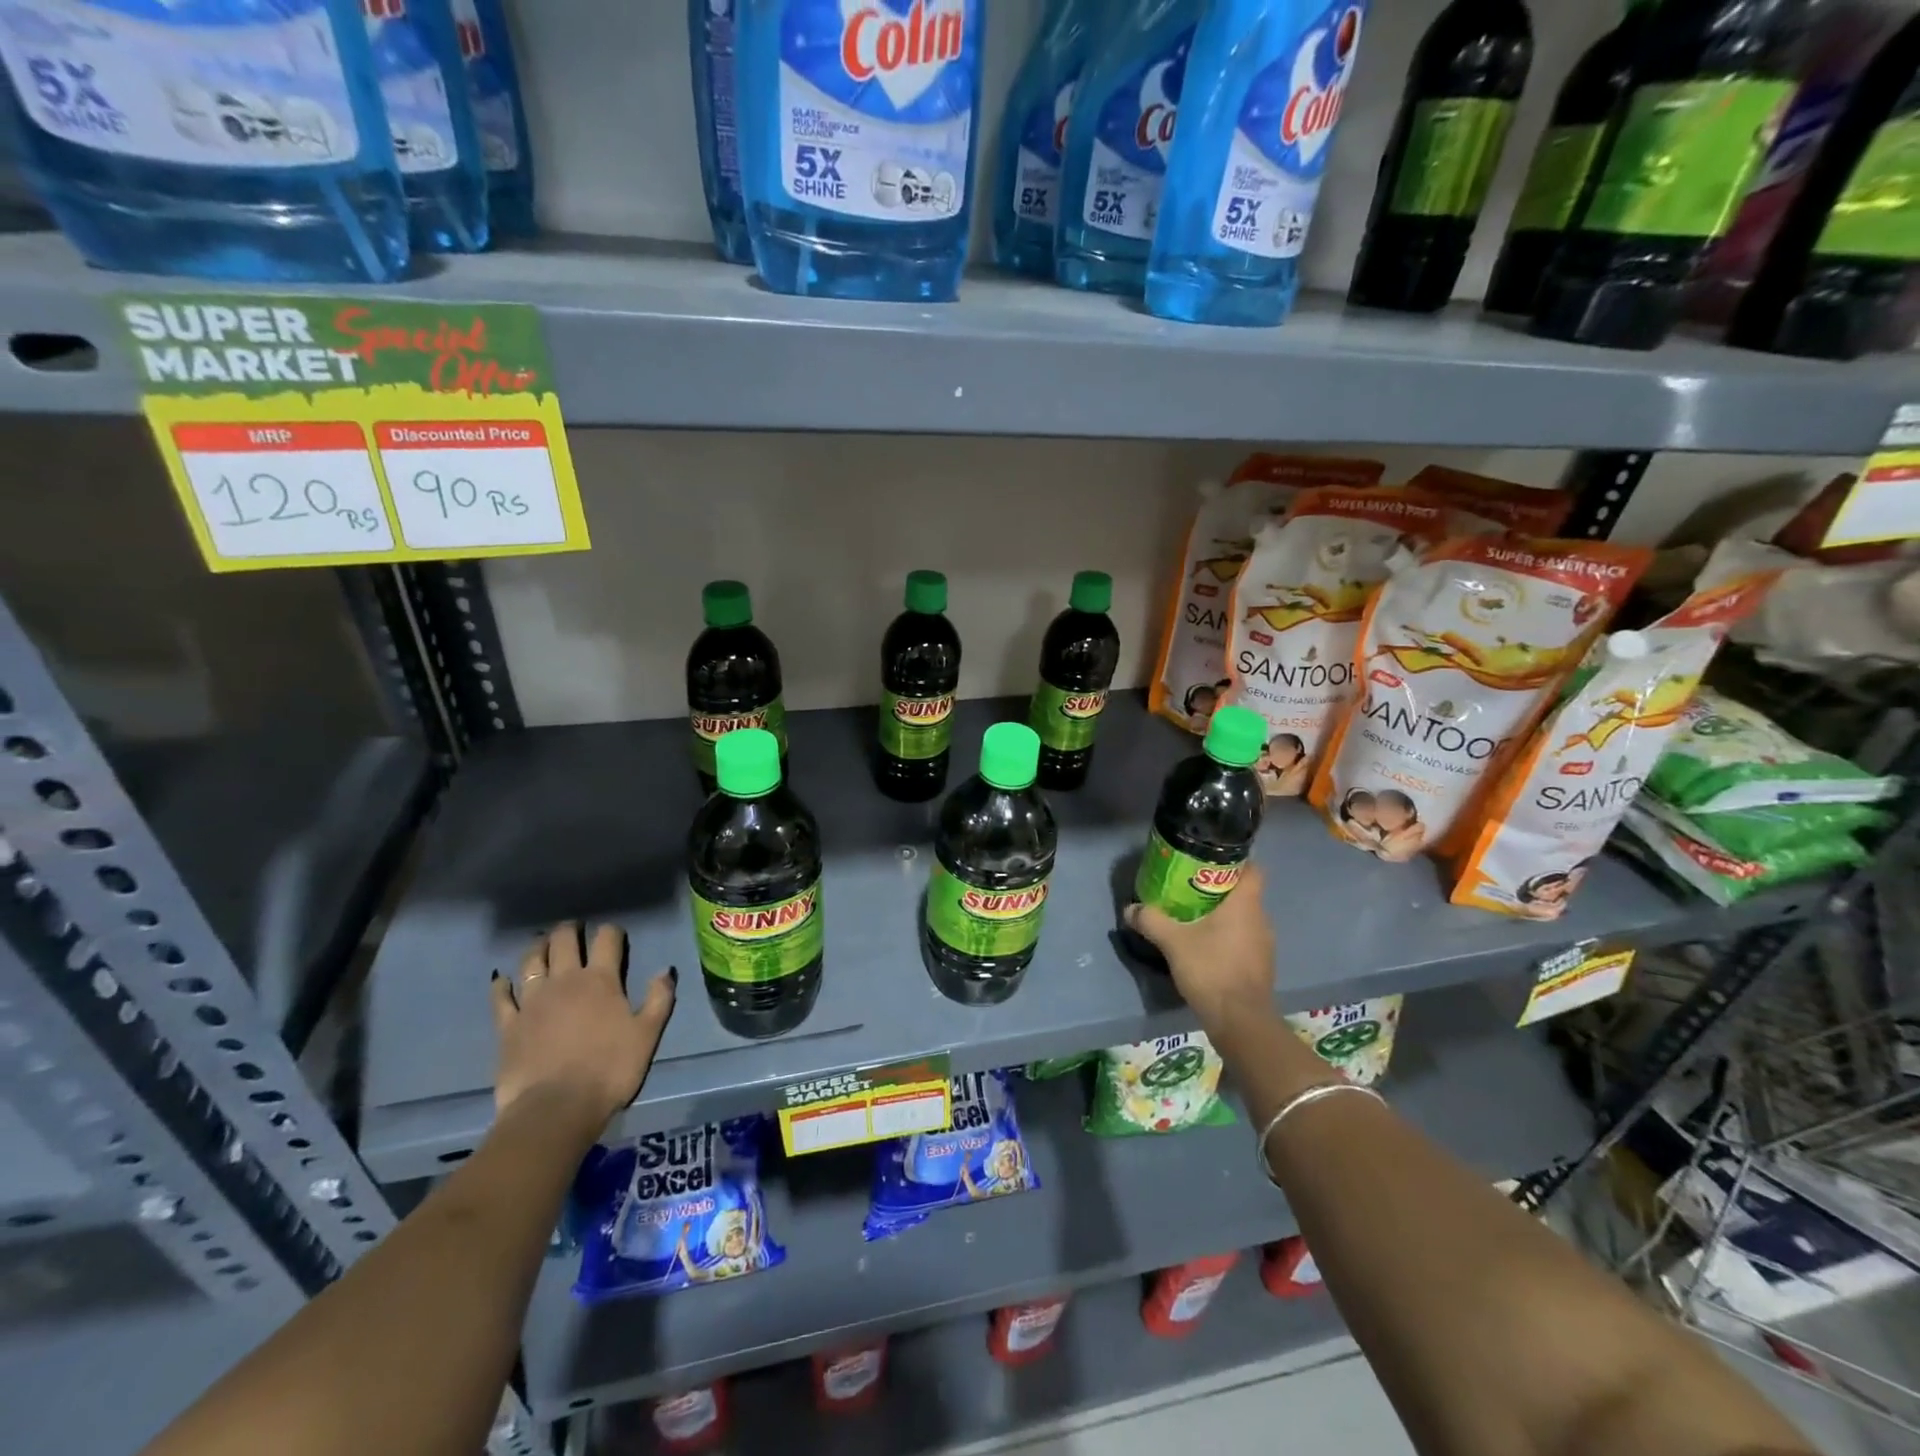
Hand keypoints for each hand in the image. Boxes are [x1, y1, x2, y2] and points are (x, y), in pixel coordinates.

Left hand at [490, 923, 674, 1128]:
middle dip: (570, 930)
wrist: (556, 1108)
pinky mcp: (508, 1025)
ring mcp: (532, 1001)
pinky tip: (501, 979)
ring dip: (537, 948)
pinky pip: (501, 997)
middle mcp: (565, 981)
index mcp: (601, 980)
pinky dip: (501, 985)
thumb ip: (659, 999)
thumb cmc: (610, 1070)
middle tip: (574, 929)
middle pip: (564, 941)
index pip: (607, 939)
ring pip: (531, 961)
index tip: (614, 933)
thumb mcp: (648, 1035)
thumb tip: (665, 970)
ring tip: (542, 944)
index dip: (612, 931)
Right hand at [1126, 863, 1275, 1028]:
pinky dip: (1227, 936)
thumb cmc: (1210, 970)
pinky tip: (1205, 945)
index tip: (1209, 861)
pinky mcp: (1260, 965)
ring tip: (1193, 915)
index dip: (1234, 861)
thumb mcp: (1172, 942)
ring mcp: (1264, 944)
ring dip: (1222, 914)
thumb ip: (1151, 920)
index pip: (1252, 869)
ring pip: (1244, 917)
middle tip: (1190, 887)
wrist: (1240, 1021)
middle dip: (1219, 888)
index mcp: (1245, 905)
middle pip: (1244, 892)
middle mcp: (1261, 919)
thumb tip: (1130, 908)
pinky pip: (1244, 938)